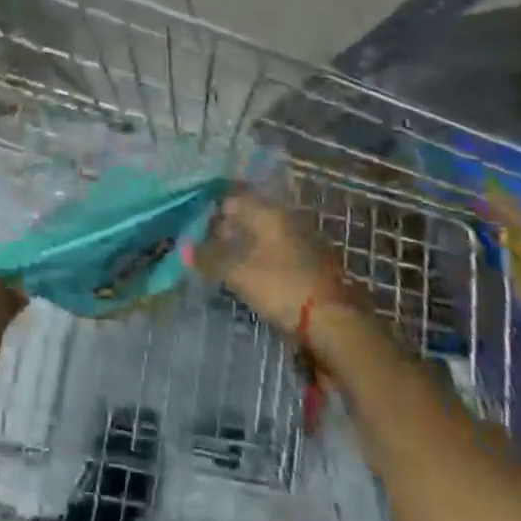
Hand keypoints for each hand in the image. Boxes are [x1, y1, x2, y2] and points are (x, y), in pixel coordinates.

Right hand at [193, 191, 349, 335]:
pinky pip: (278, 250)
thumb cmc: (282, 287)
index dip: (212, 208)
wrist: (337, 324)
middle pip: (250, 214)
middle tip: (207, 245)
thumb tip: (184, 248)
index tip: (195, 224)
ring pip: (265, 233)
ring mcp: (304, 239)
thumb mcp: (238, 273)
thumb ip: (209, 257)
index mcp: (269, 212)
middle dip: (228, 227)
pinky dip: (262, 256)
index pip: (234, 197)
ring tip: (226, 262)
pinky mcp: (313, 262)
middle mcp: (288, 217)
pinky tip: (252, 273)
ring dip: (245, 243)